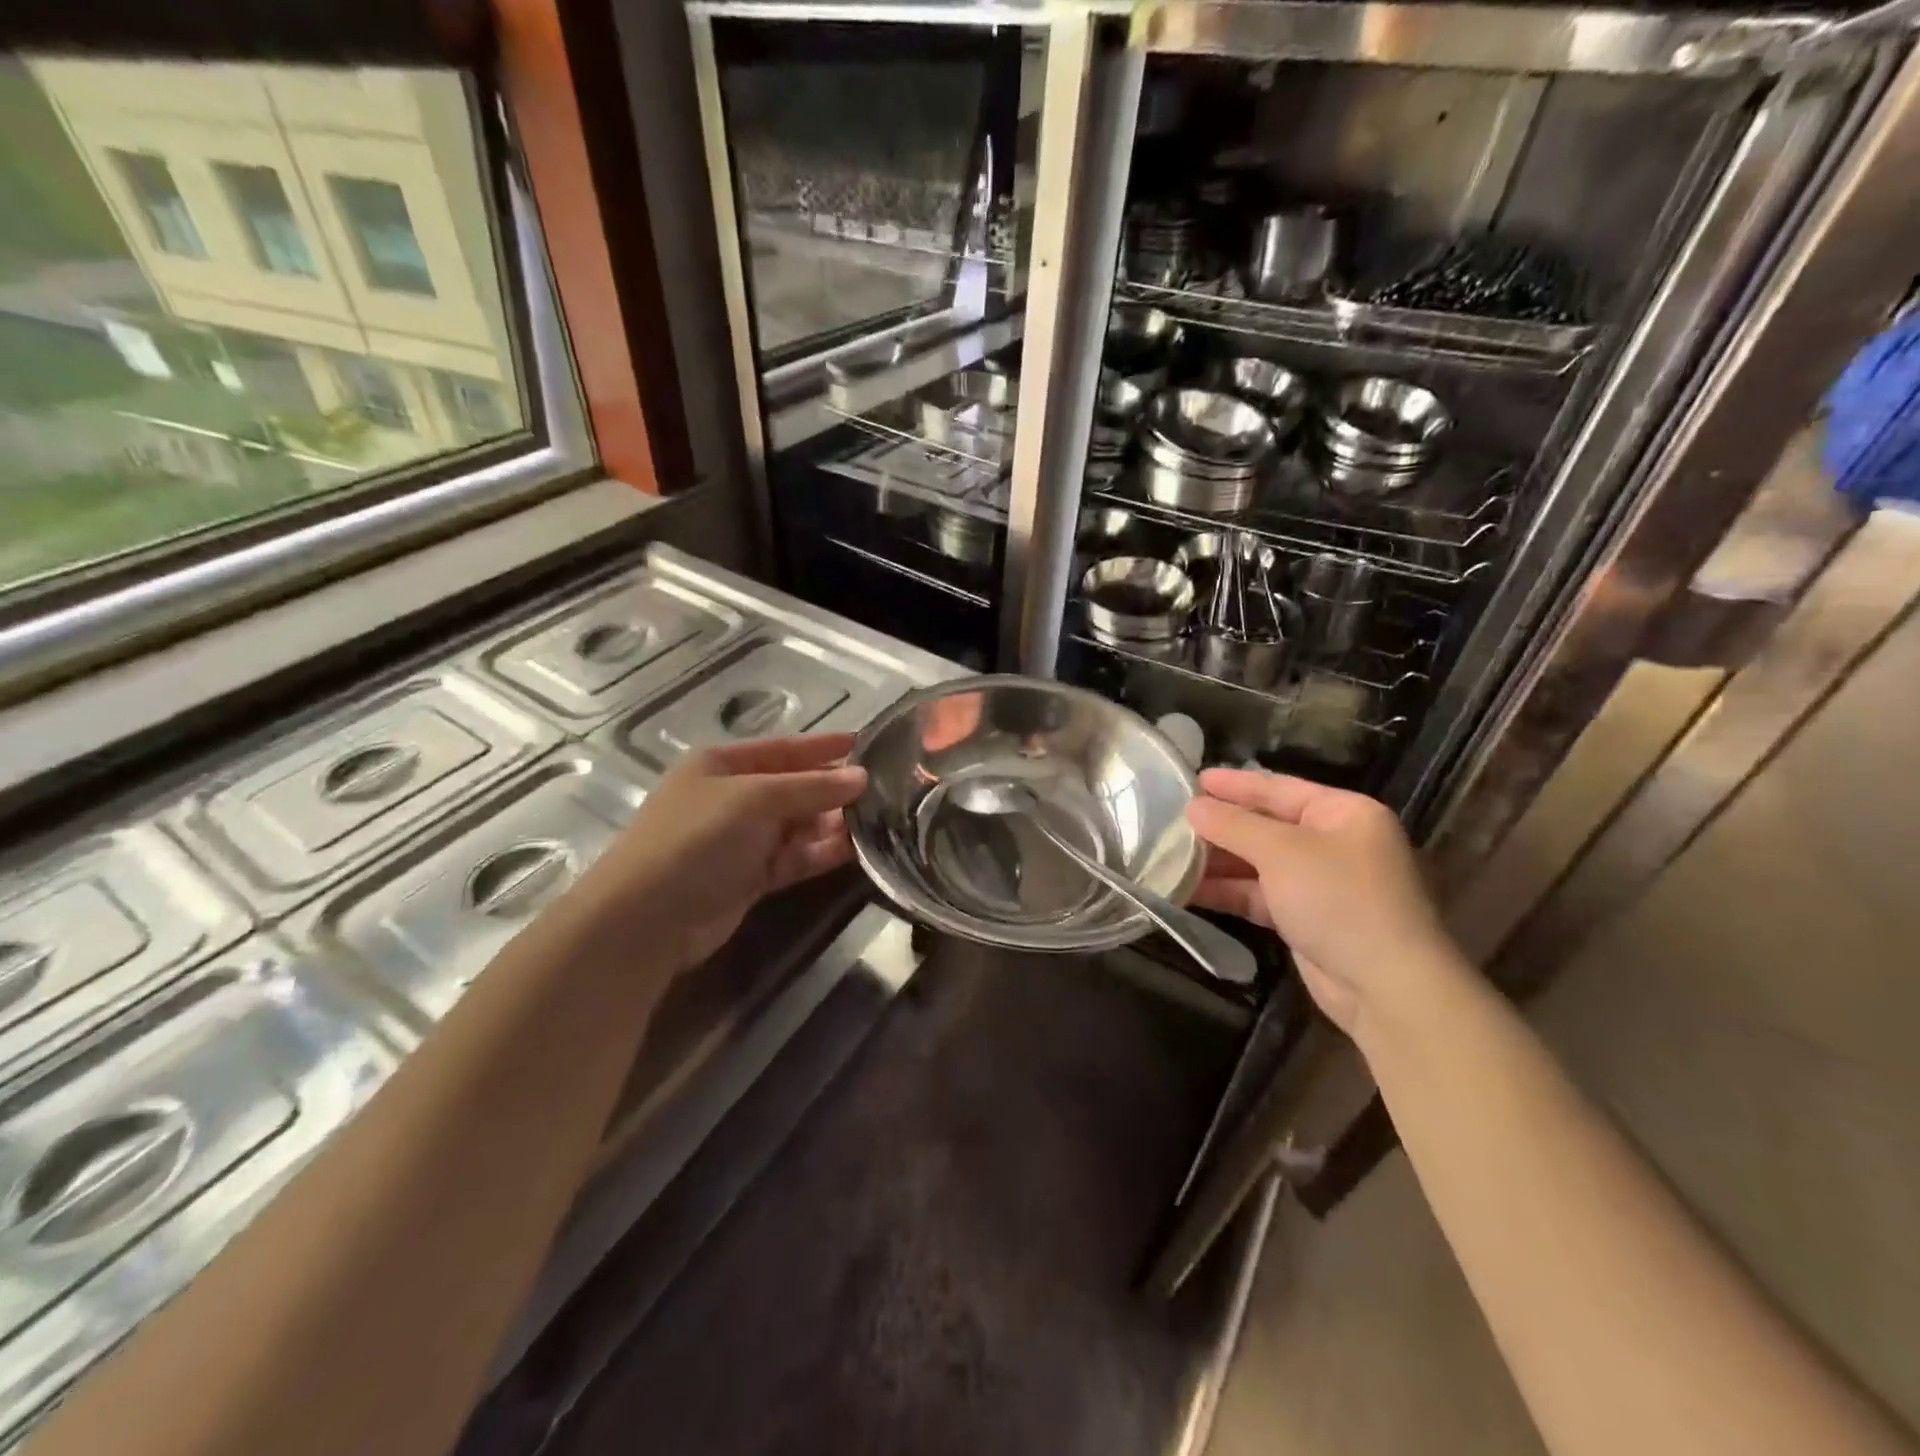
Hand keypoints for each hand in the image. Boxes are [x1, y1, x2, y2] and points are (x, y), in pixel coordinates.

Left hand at [565, 734, 866, 973]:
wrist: (647, 919)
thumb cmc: (697, 839)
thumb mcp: (754, 800)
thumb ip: (811, 787)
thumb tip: (861, 776)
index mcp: (723, 764)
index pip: (785, 748)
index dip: (825, 746)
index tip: (868, 744)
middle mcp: (734, 797)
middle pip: (795, 787)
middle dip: (835, 789)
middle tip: (886, 791)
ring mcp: (741, 839)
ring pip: (799, 824)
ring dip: (833, 823)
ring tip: (878, 822)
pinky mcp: (751, 876)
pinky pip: (795, 856)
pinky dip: (820, 853)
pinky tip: (854, 850)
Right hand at [1185, 768, 1461, 1037]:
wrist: (1385, 986)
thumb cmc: (1338, 899)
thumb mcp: (1281, 851)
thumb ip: (1233, 824)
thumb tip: (1192, 806)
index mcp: (1343, 813)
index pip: (1279, 788)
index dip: (1235, 784)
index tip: (1193, 779)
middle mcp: (1334, 843)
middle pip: (1266, 826)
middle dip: (1220, 825)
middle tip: (1172, 818)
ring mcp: (1321, 883)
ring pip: (1258, 863)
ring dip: (1217, 861)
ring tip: (1169, 854)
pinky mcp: (1306, 919)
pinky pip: (1259, 895)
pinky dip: (1228, 891)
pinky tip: (1188, 889)